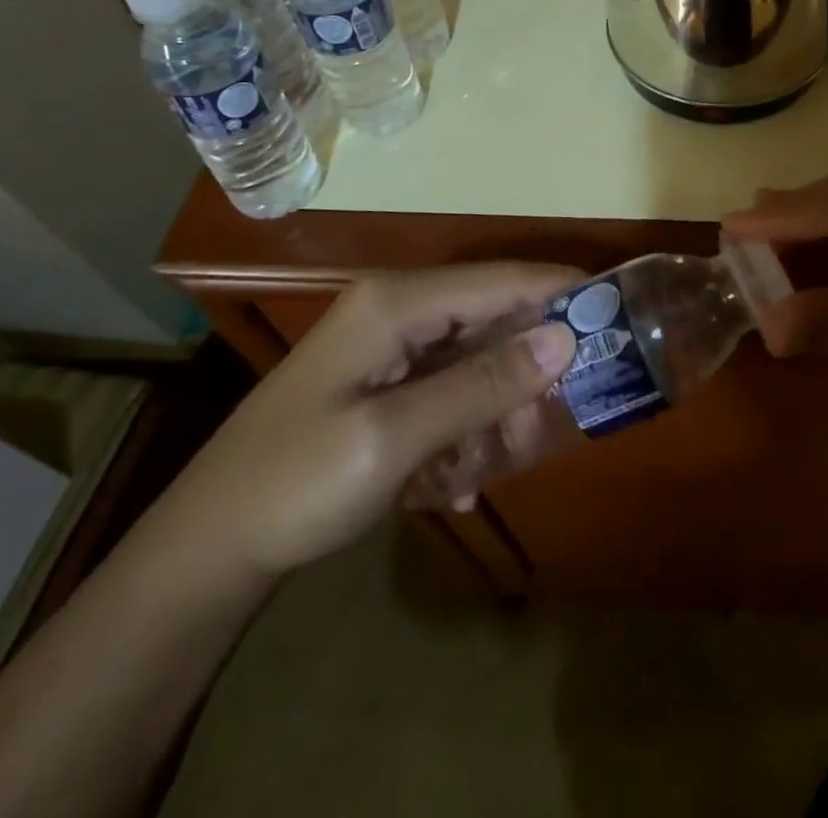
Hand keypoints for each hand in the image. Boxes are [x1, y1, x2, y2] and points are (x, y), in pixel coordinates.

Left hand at [154, 264, 579, 579]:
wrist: (210, 547)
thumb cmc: (297, 483)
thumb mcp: (396, 437)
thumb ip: (483, 384)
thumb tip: (565, 338)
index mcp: (396, 301)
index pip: (500, 280)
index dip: (560, 292)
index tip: (617, 313)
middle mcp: (396, 307)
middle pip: (491, 316)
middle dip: (527, 366)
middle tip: (558, 418)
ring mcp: (388, 343)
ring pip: (475, 356)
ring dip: (495, 407)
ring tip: (493, 466)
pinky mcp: (383, 378)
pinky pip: (449, 385)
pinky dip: (465, 423)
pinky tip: (454, 479)